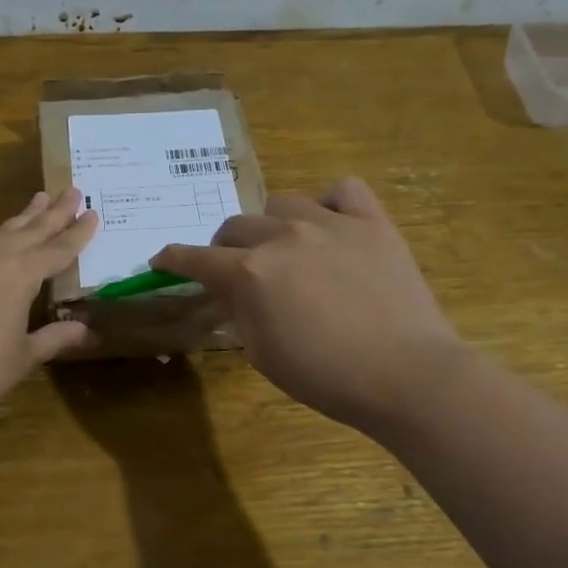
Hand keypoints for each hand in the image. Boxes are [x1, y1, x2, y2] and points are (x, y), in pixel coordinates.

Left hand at [0, 187, 98, 424]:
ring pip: (0, 230)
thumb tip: (89, 331)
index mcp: (23, 274)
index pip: (59, 249)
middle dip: (55, 213)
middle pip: (32, 230)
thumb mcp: (26, 355)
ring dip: (22, 216)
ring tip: (39, 198)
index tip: (93, 213)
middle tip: (73, 191)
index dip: (78, 233)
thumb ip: (56, 337)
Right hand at [151, 177, 462, 429]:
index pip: (196, 258)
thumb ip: (238, 312)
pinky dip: (329, 204)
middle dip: (224, 248)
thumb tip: (230, 292)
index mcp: (250, 272)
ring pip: (281, 204)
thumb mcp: (262, 354)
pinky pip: (342, 191)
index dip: (173, 259)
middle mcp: (282, 236)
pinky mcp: (372, 223)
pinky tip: (330, 225)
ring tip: (283, 247)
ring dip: (270, 225)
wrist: (407, 375)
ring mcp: (330, 224)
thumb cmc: (326, 377)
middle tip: (234, 270)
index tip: (161, 260)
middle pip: (235, 226)